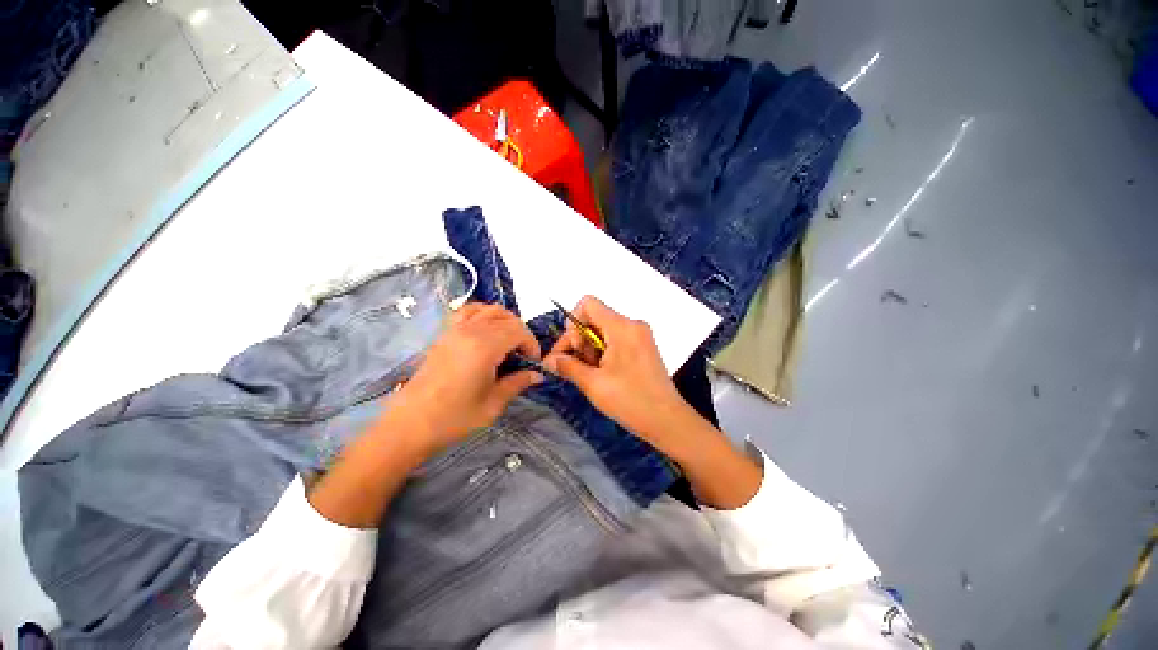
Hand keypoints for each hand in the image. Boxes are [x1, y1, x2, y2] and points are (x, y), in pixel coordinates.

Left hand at [388, 303, 542, 454]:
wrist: (409, 424)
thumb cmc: (453, 418)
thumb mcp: (492, 404)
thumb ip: (517, 383)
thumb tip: (537, 374)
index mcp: (484, 347)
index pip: (518, 331)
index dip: (532, 345)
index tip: (533, 363)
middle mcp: (470, 331)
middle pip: (506, 317)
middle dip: (521, 333)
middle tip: (523, 356)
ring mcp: (454, 329)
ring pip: (488, 309)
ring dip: (505, 321)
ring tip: (507, 342)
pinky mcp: (444, 334)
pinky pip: (468, 312)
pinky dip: (483, 315)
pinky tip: (485, 332)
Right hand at [543, 296, 693, 449]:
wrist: (668, 421)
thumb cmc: (631, 401)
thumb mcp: (593, 384)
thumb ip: (568, 366)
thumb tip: (548, 360)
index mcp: (621, 327)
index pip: (588, 303)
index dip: (573, 322)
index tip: (572, 348)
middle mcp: (632, 325)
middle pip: (594, 318)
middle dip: (579, 341)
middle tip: (576, 367)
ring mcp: (640, 336)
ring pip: (604, 331)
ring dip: (591, 349)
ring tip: (592, 375)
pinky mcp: (643, 347)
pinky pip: (616, 339)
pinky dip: (604, 352)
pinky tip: (603, 374)